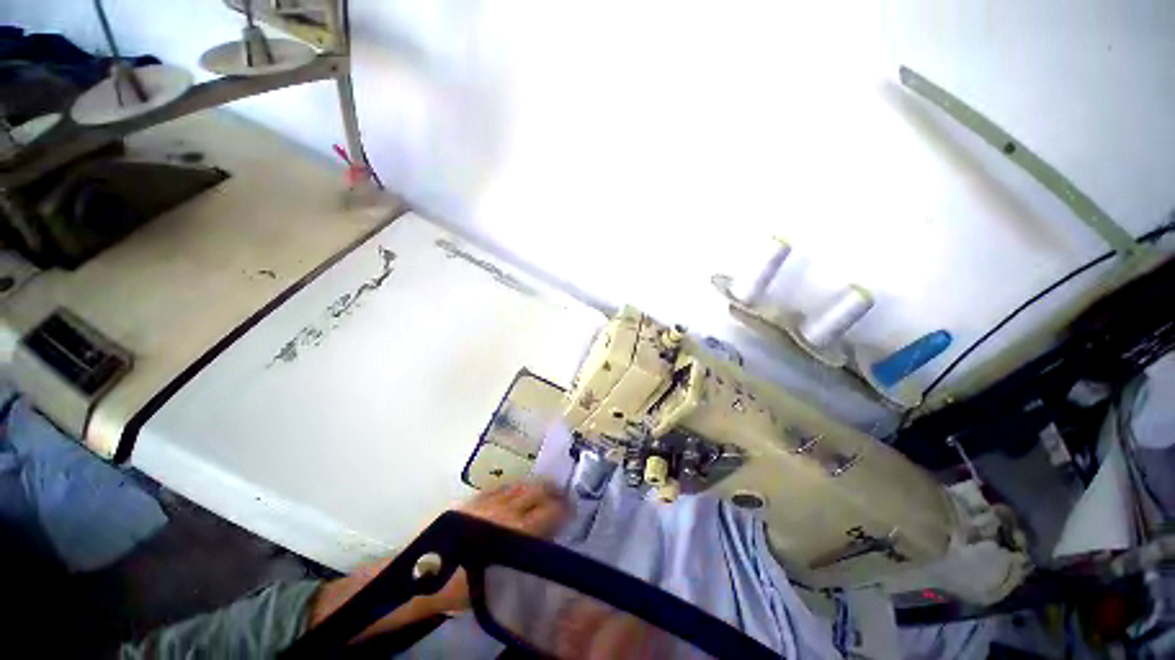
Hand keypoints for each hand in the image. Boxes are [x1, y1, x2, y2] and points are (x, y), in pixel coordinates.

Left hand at [424, 481, 568, 613]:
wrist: (422, 572)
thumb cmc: (463, 586)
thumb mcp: (501, 579)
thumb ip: (525, 557)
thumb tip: (544, 543)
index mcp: (516, 531)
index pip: (547, 514)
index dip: (563, 509)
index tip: (572, 508)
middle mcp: (506, 510)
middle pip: (536, 493)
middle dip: (552, 492)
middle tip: (562, 494)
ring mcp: (489, 501)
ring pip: (519, 486)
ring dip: (535, 486)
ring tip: (545, 487)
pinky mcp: (474, 498)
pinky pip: (501, 487)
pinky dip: (514, 486)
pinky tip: (518, 488)